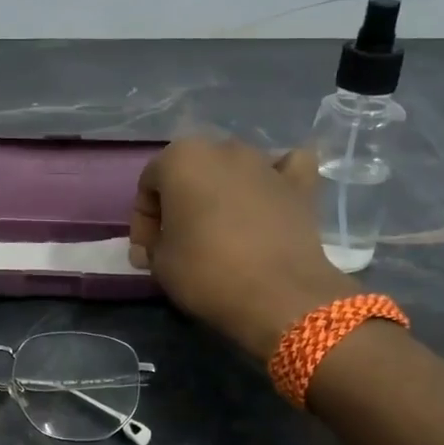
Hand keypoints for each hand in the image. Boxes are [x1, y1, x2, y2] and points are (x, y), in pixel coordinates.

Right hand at [129, 138, 353, 358]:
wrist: (278, 296)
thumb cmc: (207, 272)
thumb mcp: (159, 263)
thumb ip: (154, 242)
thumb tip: (161, 243)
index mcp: (181, 158)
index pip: (149, 184)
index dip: (143, 222)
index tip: (147, 255)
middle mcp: (223, 149)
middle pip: (191, 172)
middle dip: (181, 203)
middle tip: (178, 242)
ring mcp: (265, 163)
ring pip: (234, 169)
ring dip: (222, 191)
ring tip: (220, 228)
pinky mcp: (300, 185)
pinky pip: (286, 169)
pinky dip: (277, 177)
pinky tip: (271, 195)